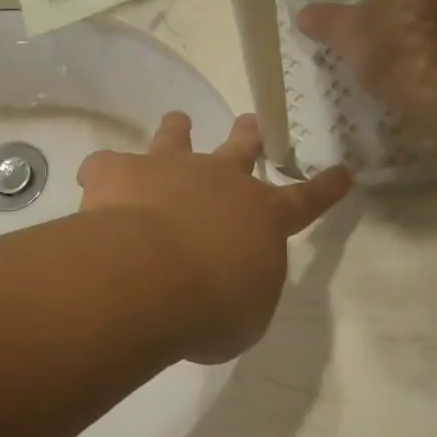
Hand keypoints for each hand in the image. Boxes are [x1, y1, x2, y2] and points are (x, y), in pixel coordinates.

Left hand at [79, 112, 349, 363]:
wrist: (153, 278)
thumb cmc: (212, 307)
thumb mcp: (244, 315)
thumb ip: (240, 290)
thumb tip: (225, 284)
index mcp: (261, 218)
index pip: (303, 202)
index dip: (323, 189)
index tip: (341, 172)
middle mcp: (218, 182)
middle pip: (239, 151)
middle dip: (247, 137)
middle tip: (249, 122)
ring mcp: (168, 169)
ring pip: (176, 140)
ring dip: (177, 131)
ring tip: (177, 120)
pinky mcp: (120, 172)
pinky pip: (108, 165)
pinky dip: (104, 174)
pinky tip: (95, 183)